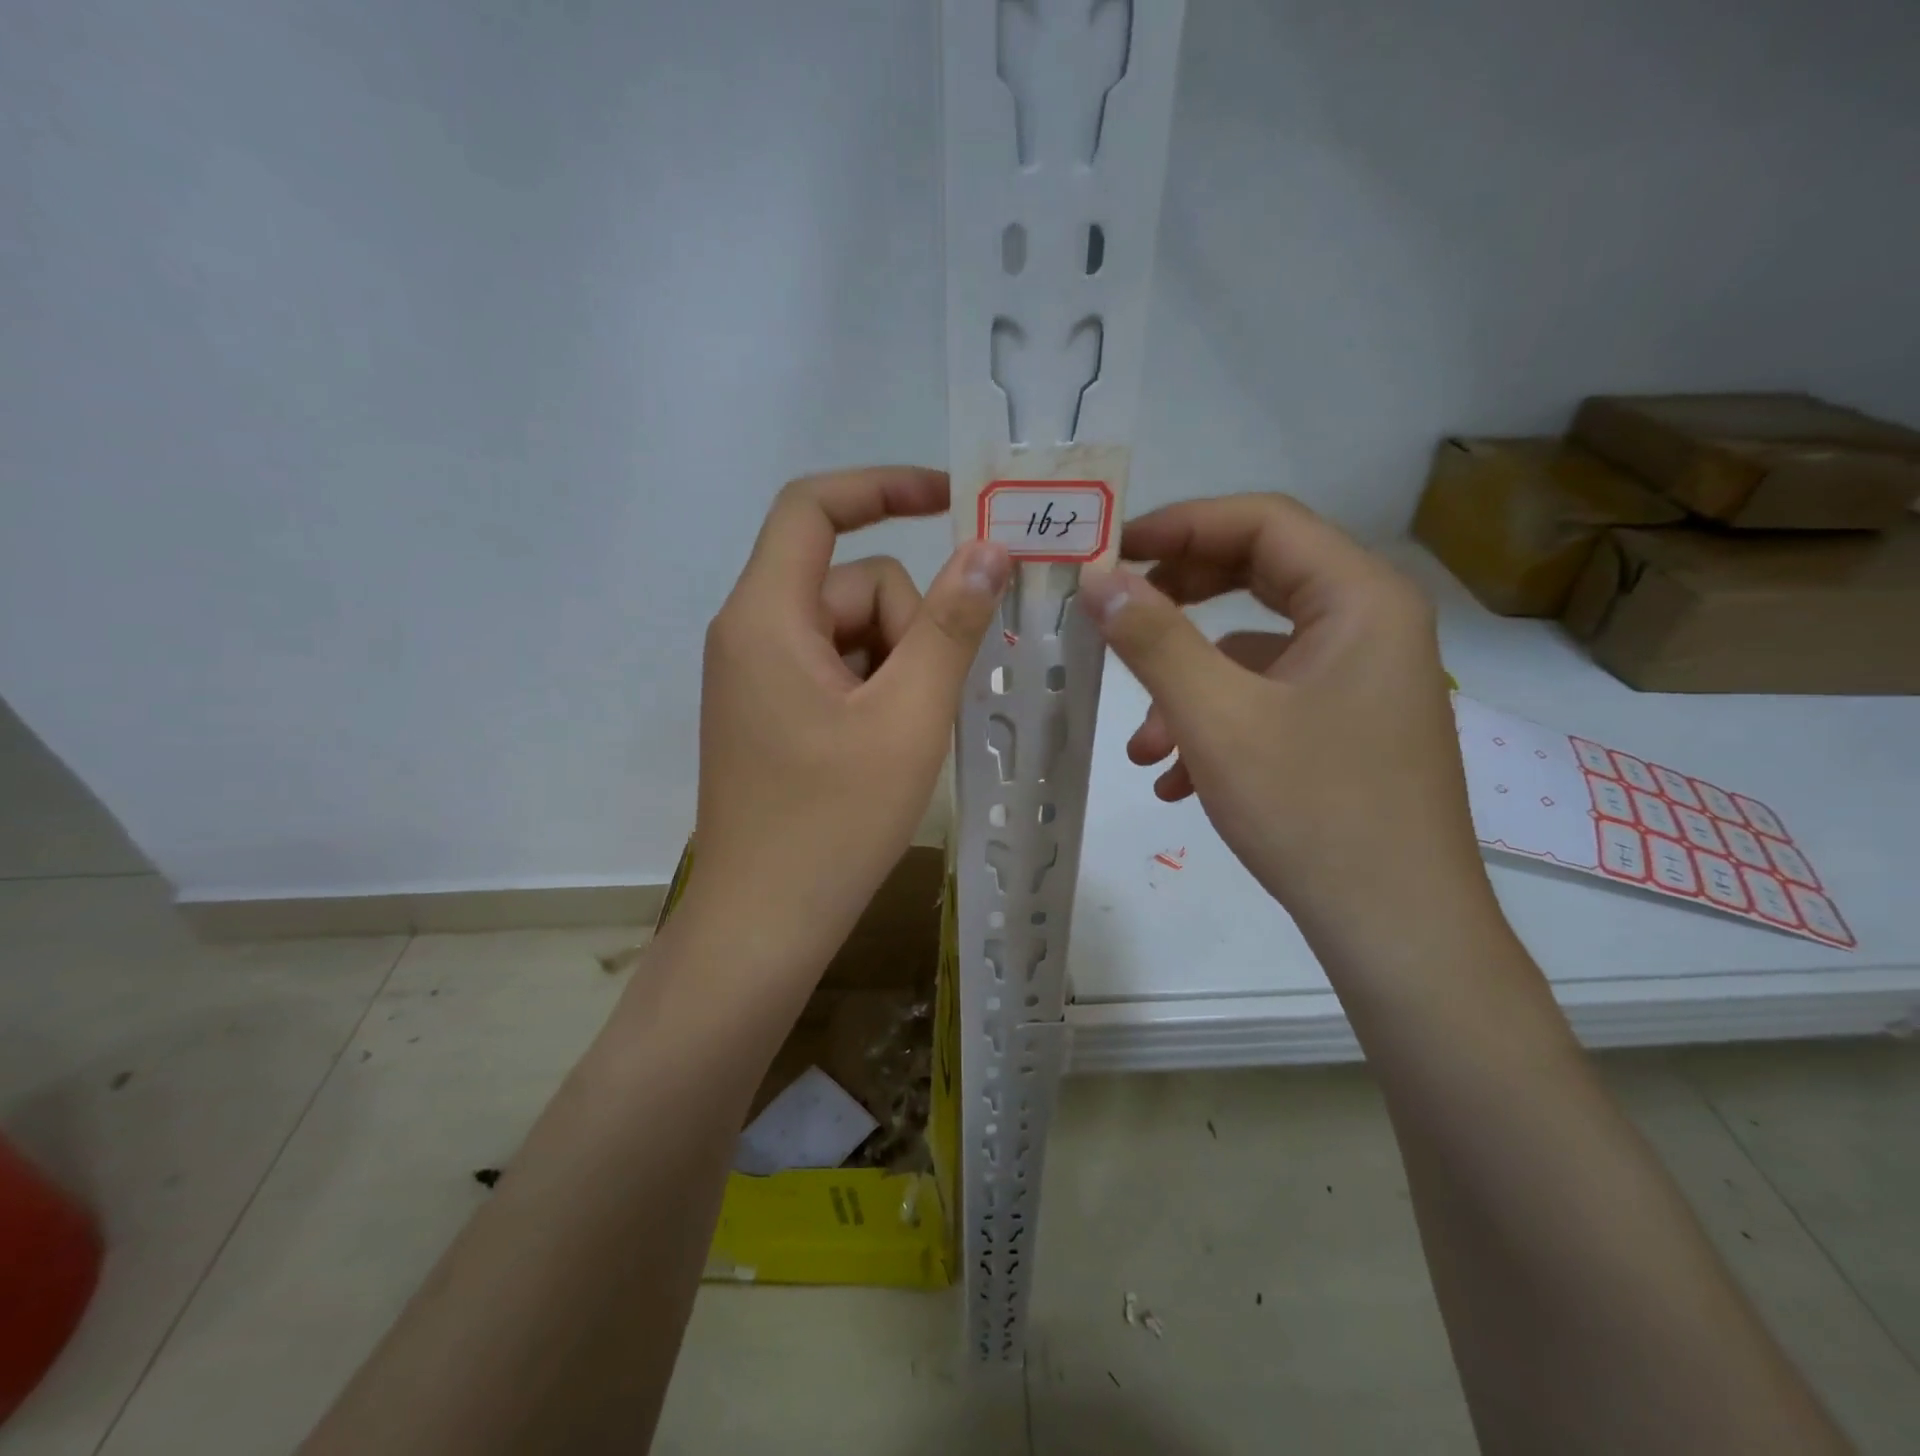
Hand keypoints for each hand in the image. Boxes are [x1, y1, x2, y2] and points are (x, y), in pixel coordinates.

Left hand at [676, 467, 1009, 980]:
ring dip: (898, 667)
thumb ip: (951, 626)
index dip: (882, 487)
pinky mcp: (771, 712)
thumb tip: (989, 550)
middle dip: (908, 629)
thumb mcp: (909, 718)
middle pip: (852, 585)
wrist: (763, 924)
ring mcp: (759, 676)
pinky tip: (889, 747)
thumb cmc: (833, 824)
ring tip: (909, 737)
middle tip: (927, 706)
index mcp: (766, 617)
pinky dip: (877, 691)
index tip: (951, 499)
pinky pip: (838, 670)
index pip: (813, 507)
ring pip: (853, 632)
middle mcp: (751, 632)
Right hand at [1078, 494, 1488, 957]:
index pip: (1262, 522)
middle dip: (1177, 600)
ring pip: (1254, 650)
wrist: (1397, 931)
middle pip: (1258, 577)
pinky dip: (1216, 723)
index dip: (1179, 525)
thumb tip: (1096, 577)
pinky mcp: (1346, 726)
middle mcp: (1369, 624)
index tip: (1110, 552)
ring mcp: (1360, 679)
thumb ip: (1153, 639)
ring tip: (1142, 743)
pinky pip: (1268, 699)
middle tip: (1115, 615)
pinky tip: (1175, 781)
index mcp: (1359, 599)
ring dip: (1187, 684)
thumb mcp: (1216, 718)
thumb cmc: (1312, 810)